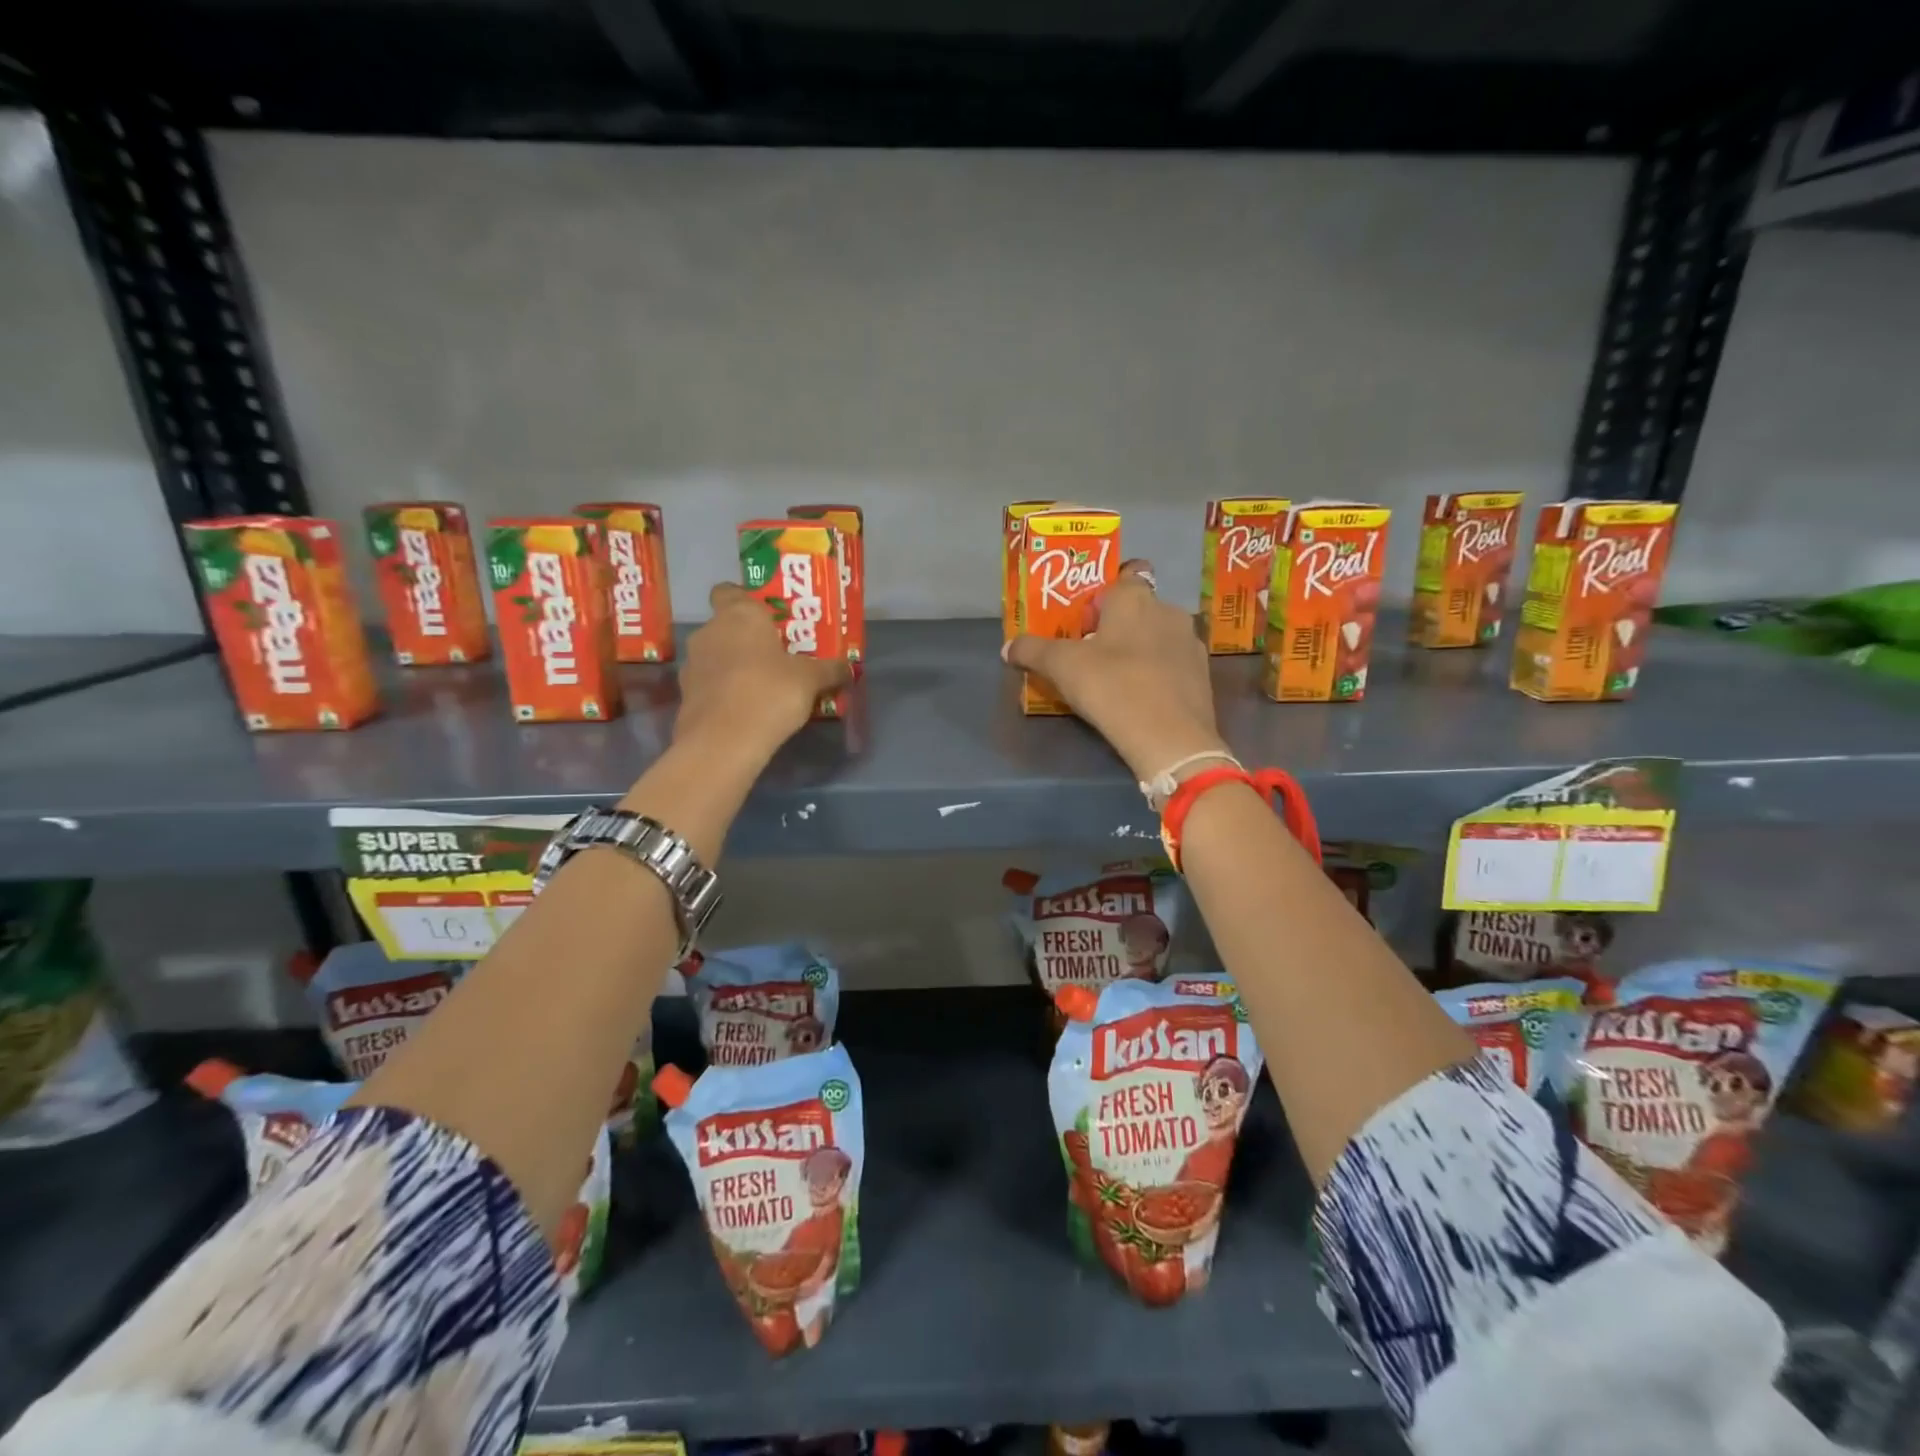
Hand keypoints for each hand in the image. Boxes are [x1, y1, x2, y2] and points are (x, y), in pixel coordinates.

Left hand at [674, 584, 851, 760]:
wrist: (723, 742)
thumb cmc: (770, 692)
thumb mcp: (811, 680)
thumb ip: (830, 670)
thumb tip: (849, 668)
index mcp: (738, 615)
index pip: (728, 590)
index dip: (745, 599)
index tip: (767, 616)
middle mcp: (709, 632)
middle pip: (727, 626)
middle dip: (748, 638)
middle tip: (778, 655)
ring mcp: (693, 665)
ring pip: (717, 656)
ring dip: (735, 666)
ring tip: (764, 686)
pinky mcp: (686, 696)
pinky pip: (711, 685)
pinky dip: (725, 692)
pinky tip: (748, 709)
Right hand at [1004, 560, 1227, 780]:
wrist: (1171, 739)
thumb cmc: (1113, 687)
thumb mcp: (1061, 668)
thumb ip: (1032, 651)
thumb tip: (1008, 647)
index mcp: (1136, 598)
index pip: (1125, 574)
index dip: (1104, 594)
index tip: (1085, 619)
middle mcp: (1169, 611)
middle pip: (1139, 608)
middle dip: (1117, 625)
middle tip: (1090, 652)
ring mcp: (1190, 643)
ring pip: (1157, 636)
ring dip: (1138, 650)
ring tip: (1114, 679)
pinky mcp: (1202, 676)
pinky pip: (1171, 664)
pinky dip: (1156, 673)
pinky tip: (1140, 698)